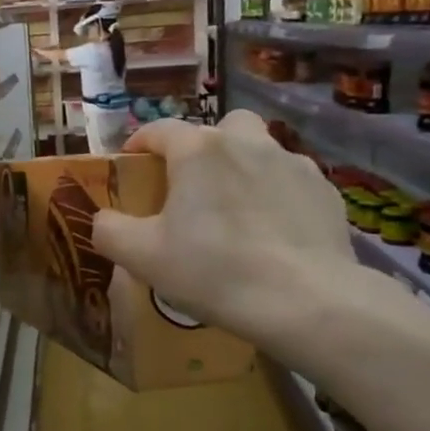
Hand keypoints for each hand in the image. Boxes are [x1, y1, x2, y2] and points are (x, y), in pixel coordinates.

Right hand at [90, 112, 360, 355]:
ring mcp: (293, 164)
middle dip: (202, 148)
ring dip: (243, 168)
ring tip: (236, 211)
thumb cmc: (214, 270)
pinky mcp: (325, 192)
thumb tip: (104, 219)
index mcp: (198, 150)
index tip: (131, 165)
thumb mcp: (141, 256)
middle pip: (218, 128)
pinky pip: (291, 181)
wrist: (306, 302)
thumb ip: (109, 230)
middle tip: (192, 187)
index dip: (140, 143)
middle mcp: (246, 143)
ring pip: (260, 150)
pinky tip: (273, 233)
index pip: (159, 129)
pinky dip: (277, 196)